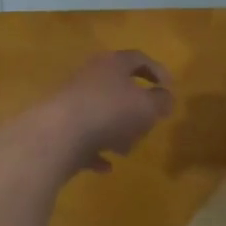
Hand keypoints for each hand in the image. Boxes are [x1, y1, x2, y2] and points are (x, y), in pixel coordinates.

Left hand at [0, 50, 174, 179]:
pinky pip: (82, 138)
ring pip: (100, 113)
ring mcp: (70, 102)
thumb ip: (161, 101)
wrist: (56, 136)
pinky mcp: (58, 127)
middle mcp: (89, 77)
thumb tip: (165, 98)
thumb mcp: (147, 107)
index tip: (169, 88)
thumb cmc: (109, 113)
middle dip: (135, 107)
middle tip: (148, 123)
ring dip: (115, 130)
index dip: (157, 71)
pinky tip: (105, 166)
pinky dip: (95, 150)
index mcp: (112, 65)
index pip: (138, 59)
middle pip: (117, 87)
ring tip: (126, 149)